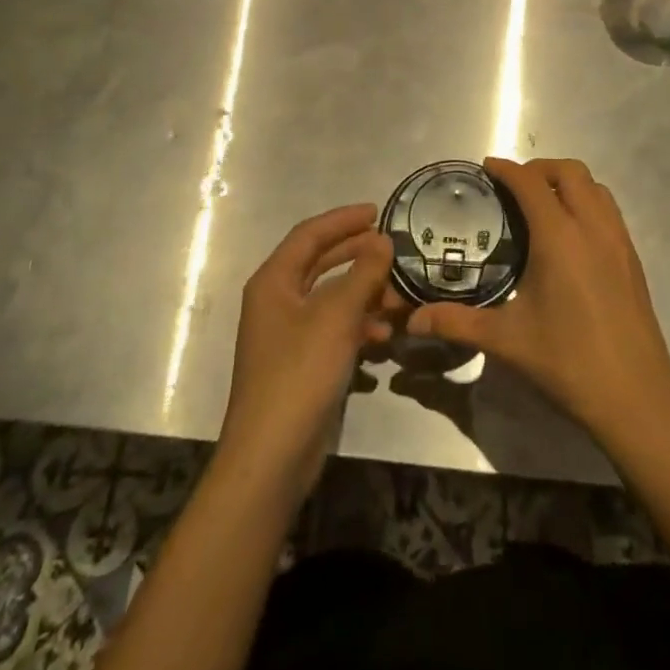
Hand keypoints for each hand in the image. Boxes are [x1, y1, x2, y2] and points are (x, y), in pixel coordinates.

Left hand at [216, 204, 393, 504]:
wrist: (271, 457)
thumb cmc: (299, 373)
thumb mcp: (337, 316)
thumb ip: (363, 273)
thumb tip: (382, 241)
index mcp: (274, 281)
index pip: (310, 234)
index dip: (343, 219)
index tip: (377, 211)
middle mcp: (277, 301)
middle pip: (320, 263)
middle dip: (357, 254)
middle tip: (392, 248)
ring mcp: (288, 335)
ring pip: (331, 298)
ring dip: (364, 293)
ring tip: (398, 297)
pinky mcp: (301, 364)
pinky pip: (334, 329)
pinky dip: (359, 326)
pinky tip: (384, 338)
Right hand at [405, 158, 669, 448]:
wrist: (636, 396)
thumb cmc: (568, 362)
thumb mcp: (508, 341)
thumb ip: (459, 323)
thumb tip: (415, 320)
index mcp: (560, 237)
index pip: (531, 183)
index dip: (507, 169)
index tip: (486, 168)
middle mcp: (592, 227)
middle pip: (569, 172)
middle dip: (539, 168)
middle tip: (513, 187)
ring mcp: (618, 240)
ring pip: (595, 186)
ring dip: (567, 182)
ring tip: (542, 204)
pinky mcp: (632, 257)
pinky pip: (609, 209)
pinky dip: (587, 202)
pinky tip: (571, 235)